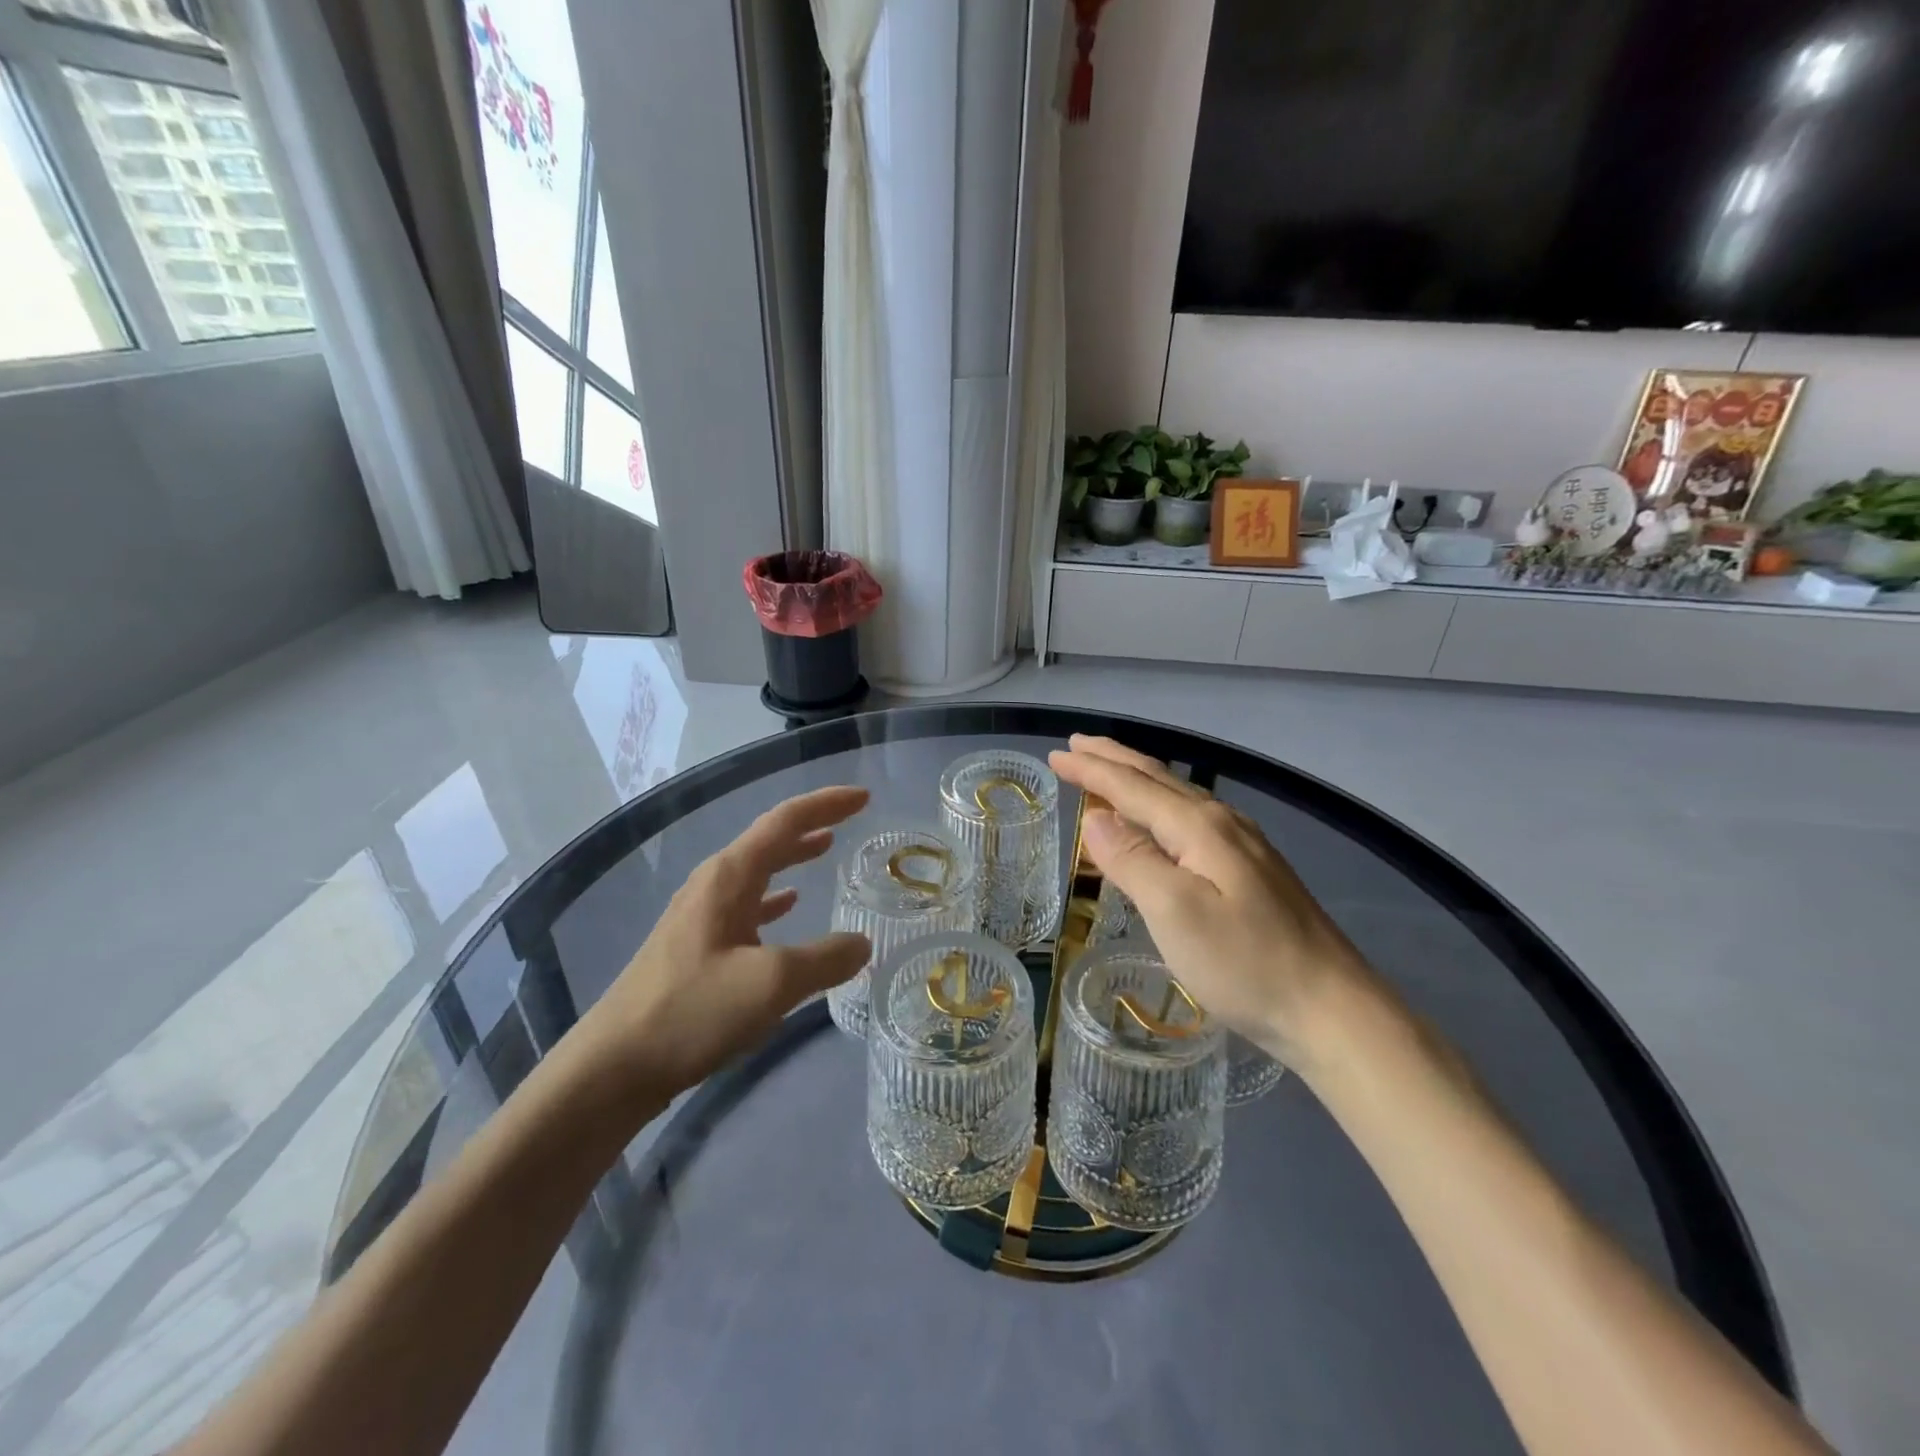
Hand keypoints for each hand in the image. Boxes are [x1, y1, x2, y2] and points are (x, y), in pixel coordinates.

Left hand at [570, 786, 872, 1107]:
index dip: (826, 804)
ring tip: (826, 849)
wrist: (613, 1067)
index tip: (864, 796)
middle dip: (812, 824)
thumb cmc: (692, 1011)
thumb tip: (862, 943)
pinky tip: (789, 906)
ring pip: (757, 871)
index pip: (784, 821)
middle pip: (769, 840)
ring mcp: (699, 915)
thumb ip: (825, 958)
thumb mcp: (772, 983)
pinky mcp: (694, 946)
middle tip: (851, 819)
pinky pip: (746, 905)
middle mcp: (712, 885)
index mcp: (728, 877)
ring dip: (793, 857)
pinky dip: (774, 898)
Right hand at [1047, 736, 1379, 1075]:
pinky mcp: (1252, 870)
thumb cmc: (1245, 963)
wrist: (1332, 1009)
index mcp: (1199, 827)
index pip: (1132, 786)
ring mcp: (1243, 846)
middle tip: (1076, 745)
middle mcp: (1222, 823)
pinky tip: (1159, 820)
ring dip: (1136, 778)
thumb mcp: (1176, 912)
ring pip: (1177, 796)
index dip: (1091, 769)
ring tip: (1108, 770)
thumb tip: (1095, 818)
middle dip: (1113, 760)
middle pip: (1157, 779)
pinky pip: (1191, 818)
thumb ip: (1133, 861)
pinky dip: (1159, 805)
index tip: (1056, 754)